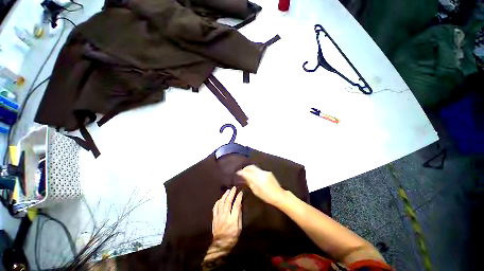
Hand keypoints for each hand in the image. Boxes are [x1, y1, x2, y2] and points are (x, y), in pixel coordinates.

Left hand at [211, 187, 242, 249]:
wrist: (220, 245)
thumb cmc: (232, 236)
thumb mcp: (239, 227)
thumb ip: (239, 215)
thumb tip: (239, 205)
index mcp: (233, 218)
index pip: (236, 204)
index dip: (239, 197)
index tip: (241, 192)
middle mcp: (225, 215)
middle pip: (228, 201)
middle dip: (231, 193)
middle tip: (234, 188)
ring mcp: (219, 216)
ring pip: (221, 202)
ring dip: (225, 195)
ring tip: (228, 191)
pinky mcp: (214, 217)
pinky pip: (215, 207)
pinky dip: (218, 202)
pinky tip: (220, 199)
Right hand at [237, 165, 285, 206]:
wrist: (279, 195)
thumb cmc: (267, 196)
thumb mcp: (256, 191)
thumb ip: (249, 183)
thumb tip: (244, 177)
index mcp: (258, 179)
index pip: (247, 172)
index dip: (241, 172)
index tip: (237, 172)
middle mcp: (261, 173)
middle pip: (251, 167)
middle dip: (245, 168)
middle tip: (241, 171)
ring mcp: (265, 172)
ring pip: (255, 167)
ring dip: (250, 169)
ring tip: (246, 173)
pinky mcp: (268, 172)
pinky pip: (259, 170)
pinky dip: (254, 171)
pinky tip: (253, 175)